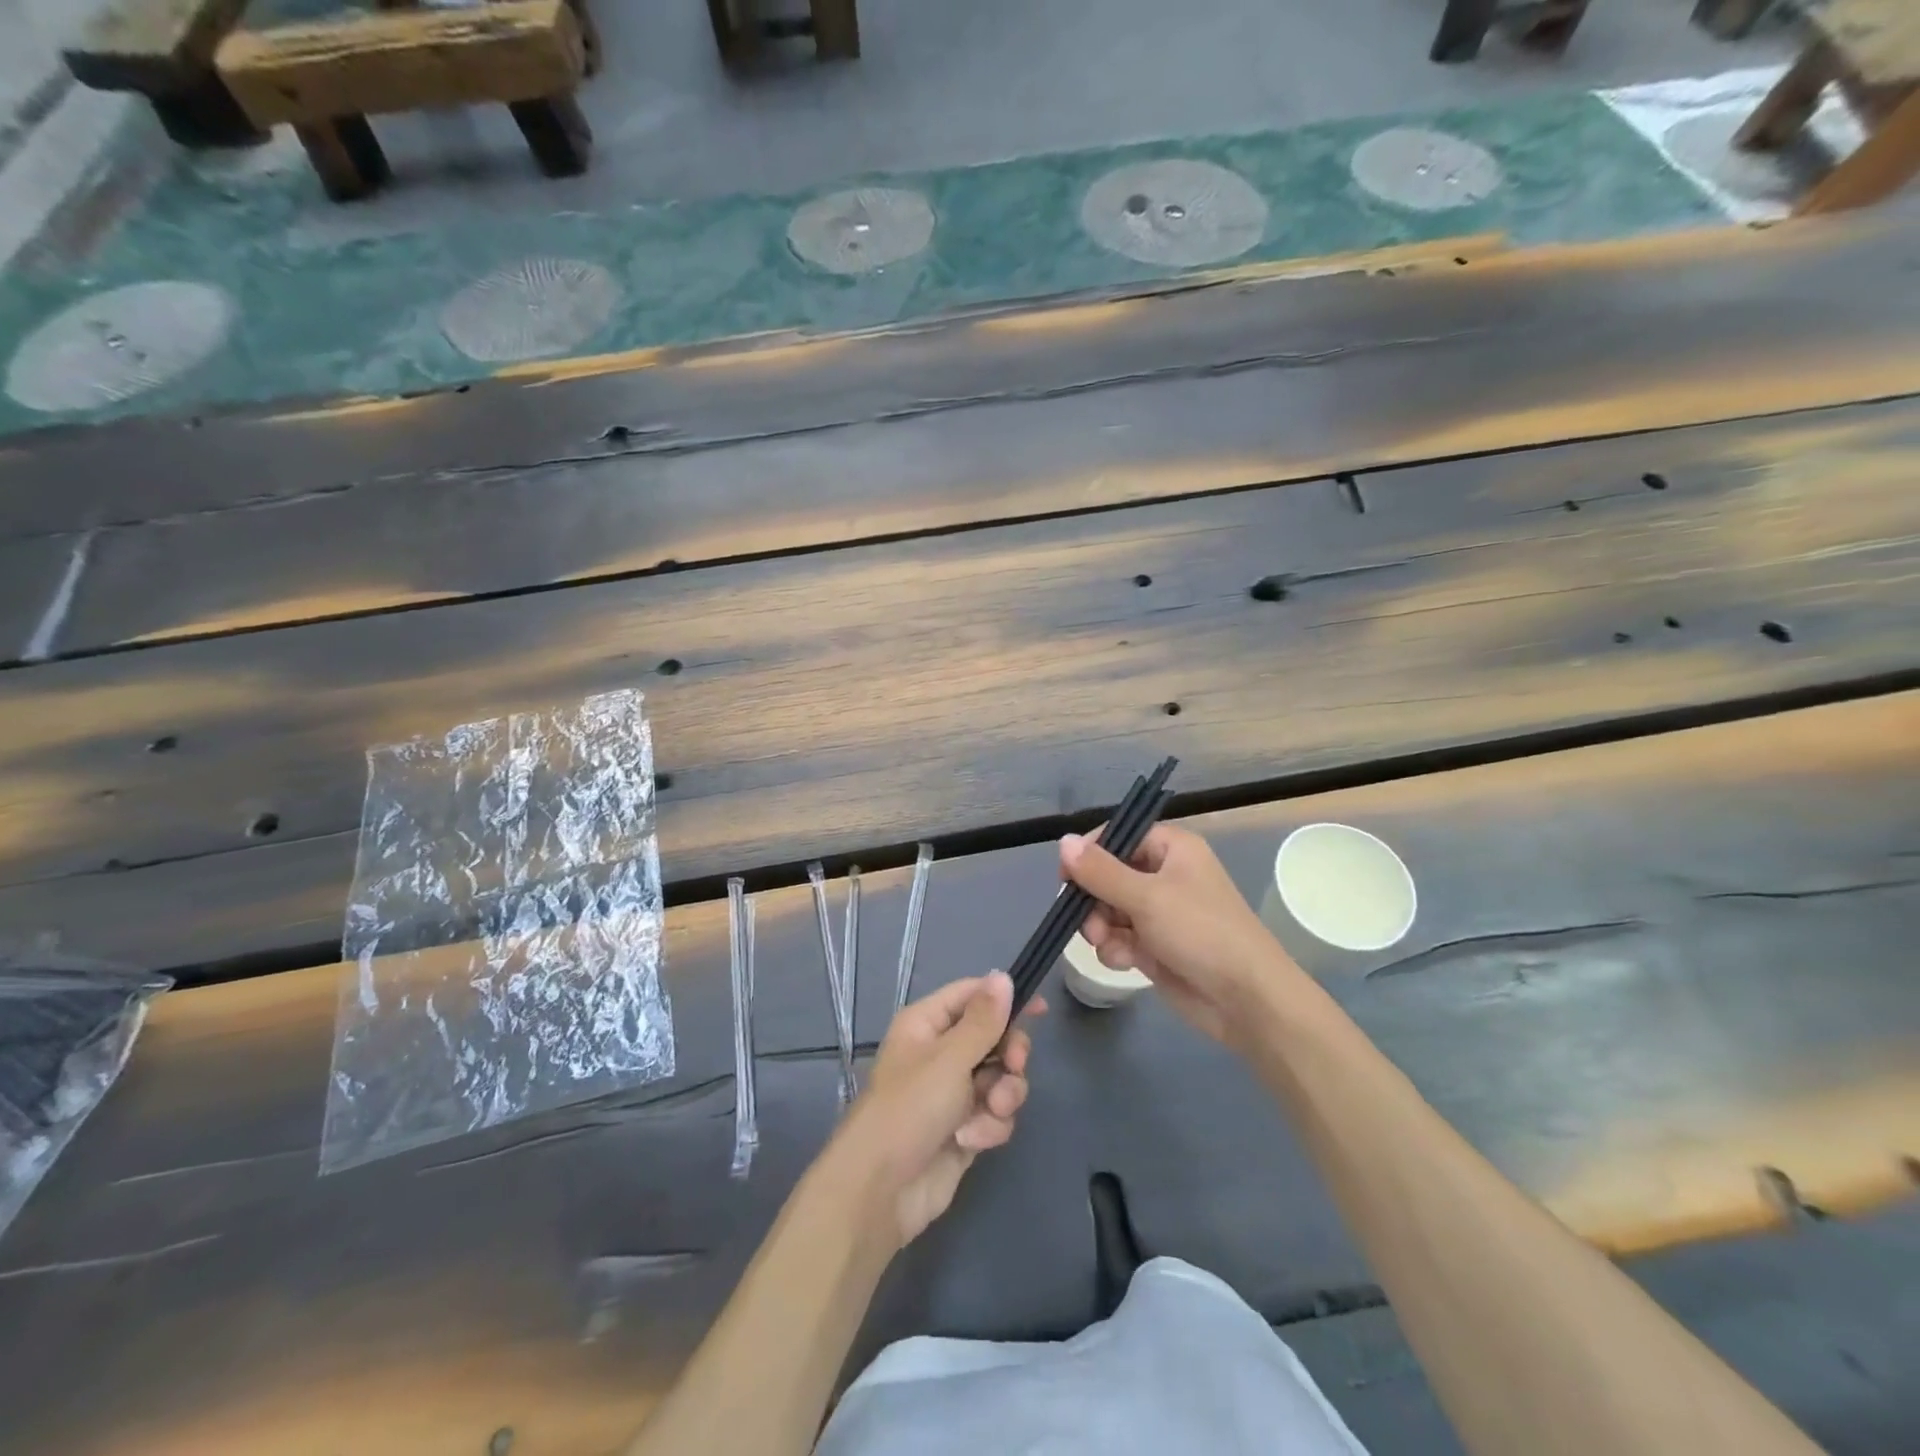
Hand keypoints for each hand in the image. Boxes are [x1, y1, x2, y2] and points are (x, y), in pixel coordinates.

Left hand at [832, 972, 1041, 1248]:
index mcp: (927, 1024)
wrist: (882, 1191)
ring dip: (1003, 1094)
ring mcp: (953, 1093)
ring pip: (1000, 1078)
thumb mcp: (950, 1057)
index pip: (972, 995)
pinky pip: (995, 1114)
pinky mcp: (965, 1128)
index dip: (1004, 999)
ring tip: (990, 1110)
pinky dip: (990, 1125)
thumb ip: (983, 1019)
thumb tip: (1003, 976)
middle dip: (1009, 1054)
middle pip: (994, 1038)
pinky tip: (972, 1139)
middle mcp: (941, 1053)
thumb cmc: (910, 1108)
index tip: (1040, 1010)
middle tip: (1014, 1065)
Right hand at [1062, 824, 1296, 1046]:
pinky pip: (1118, 937)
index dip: (1089, 854)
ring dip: (1099, 927)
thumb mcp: (1147, 897)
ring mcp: (1159, 912)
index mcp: (1171, 848)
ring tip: (1107, 944)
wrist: (1245, 1000)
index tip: (1067, 877)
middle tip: (1090, 921)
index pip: (1118, 836)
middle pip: (1106, 875)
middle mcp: (1164, 874)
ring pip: (1107, 909)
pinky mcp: (1154, 945)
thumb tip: (1063, 841)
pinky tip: (1124, 962)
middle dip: (1092, 900)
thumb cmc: (1201, 933)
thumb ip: (1100, 871)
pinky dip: (1115, 948)